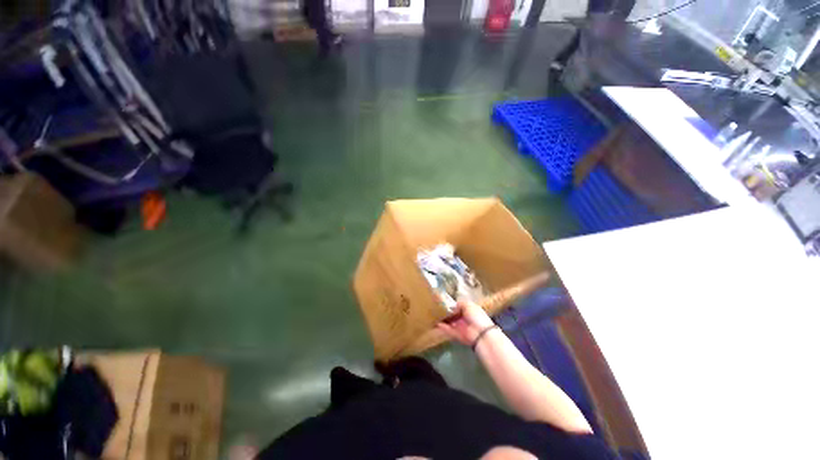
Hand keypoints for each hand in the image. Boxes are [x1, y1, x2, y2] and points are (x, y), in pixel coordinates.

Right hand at [436, 301, 494, 345]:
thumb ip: (460, 304)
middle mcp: (464, 319)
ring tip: (434, 315)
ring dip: (443, 319)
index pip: (459, 307)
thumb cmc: (476, 316)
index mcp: (469, 310)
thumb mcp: (469, 304)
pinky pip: (448, 330)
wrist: (481, 333)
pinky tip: (436, 323)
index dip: (452, 305)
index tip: (443, 302)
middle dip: (446, 312)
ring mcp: (460, 327)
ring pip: (450, 322)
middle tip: (436, 308)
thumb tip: (452, 306)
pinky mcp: (457, 335)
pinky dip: (443, 327)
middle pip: (453, 315)